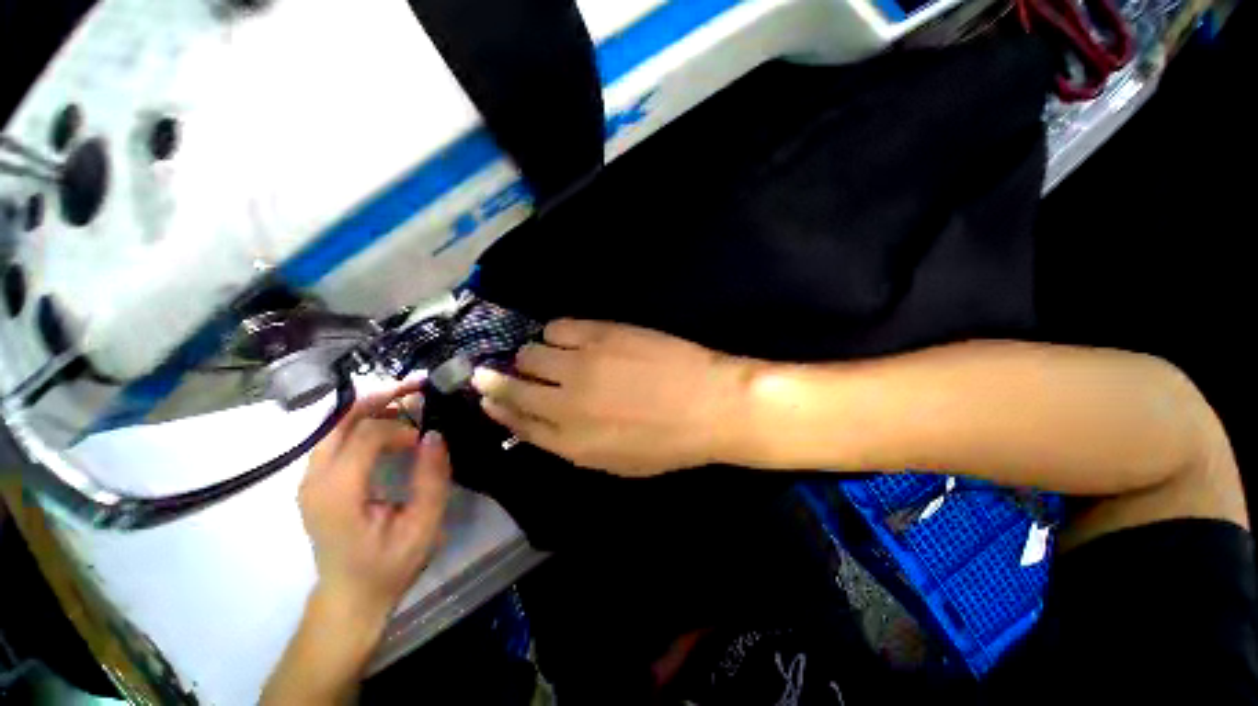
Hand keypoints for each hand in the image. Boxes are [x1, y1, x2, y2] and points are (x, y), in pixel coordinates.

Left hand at [299, 383, 451, 620]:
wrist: (350, 596)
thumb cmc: (389, 564)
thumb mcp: (423, 526)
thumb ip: (431, 478)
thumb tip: (434, 434)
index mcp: (338, 492)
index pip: (366, 434)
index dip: (401, 426)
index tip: (425, 439)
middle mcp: (314, 479)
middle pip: (340, 419)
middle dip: (380, 397)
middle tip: (417, 386)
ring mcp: (308, 479)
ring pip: (335, 425)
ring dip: (371, 407)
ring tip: (406, 401)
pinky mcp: (314, 481)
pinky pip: (335, 438)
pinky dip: (361, 423)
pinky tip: (387, 425)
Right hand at [472, 320, 749, 475]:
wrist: (710, 403)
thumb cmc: (668, 441)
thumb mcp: (616, 462)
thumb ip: (572, 444)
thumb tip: (541, 421)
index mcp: (570, 442)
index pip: (517, 423)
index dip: (498, 408)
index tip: (487, 397)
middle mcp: (564, 402)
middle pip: (513, 385)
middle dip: (501, 379)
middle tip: (507, 371)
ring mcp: (580, 363)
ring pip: (530, 352)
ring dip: (531, 355)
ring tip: (549, 356)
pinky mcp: (599, 333)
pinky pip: (557, 327)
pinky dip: (555, 333)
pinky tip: (567, 339)